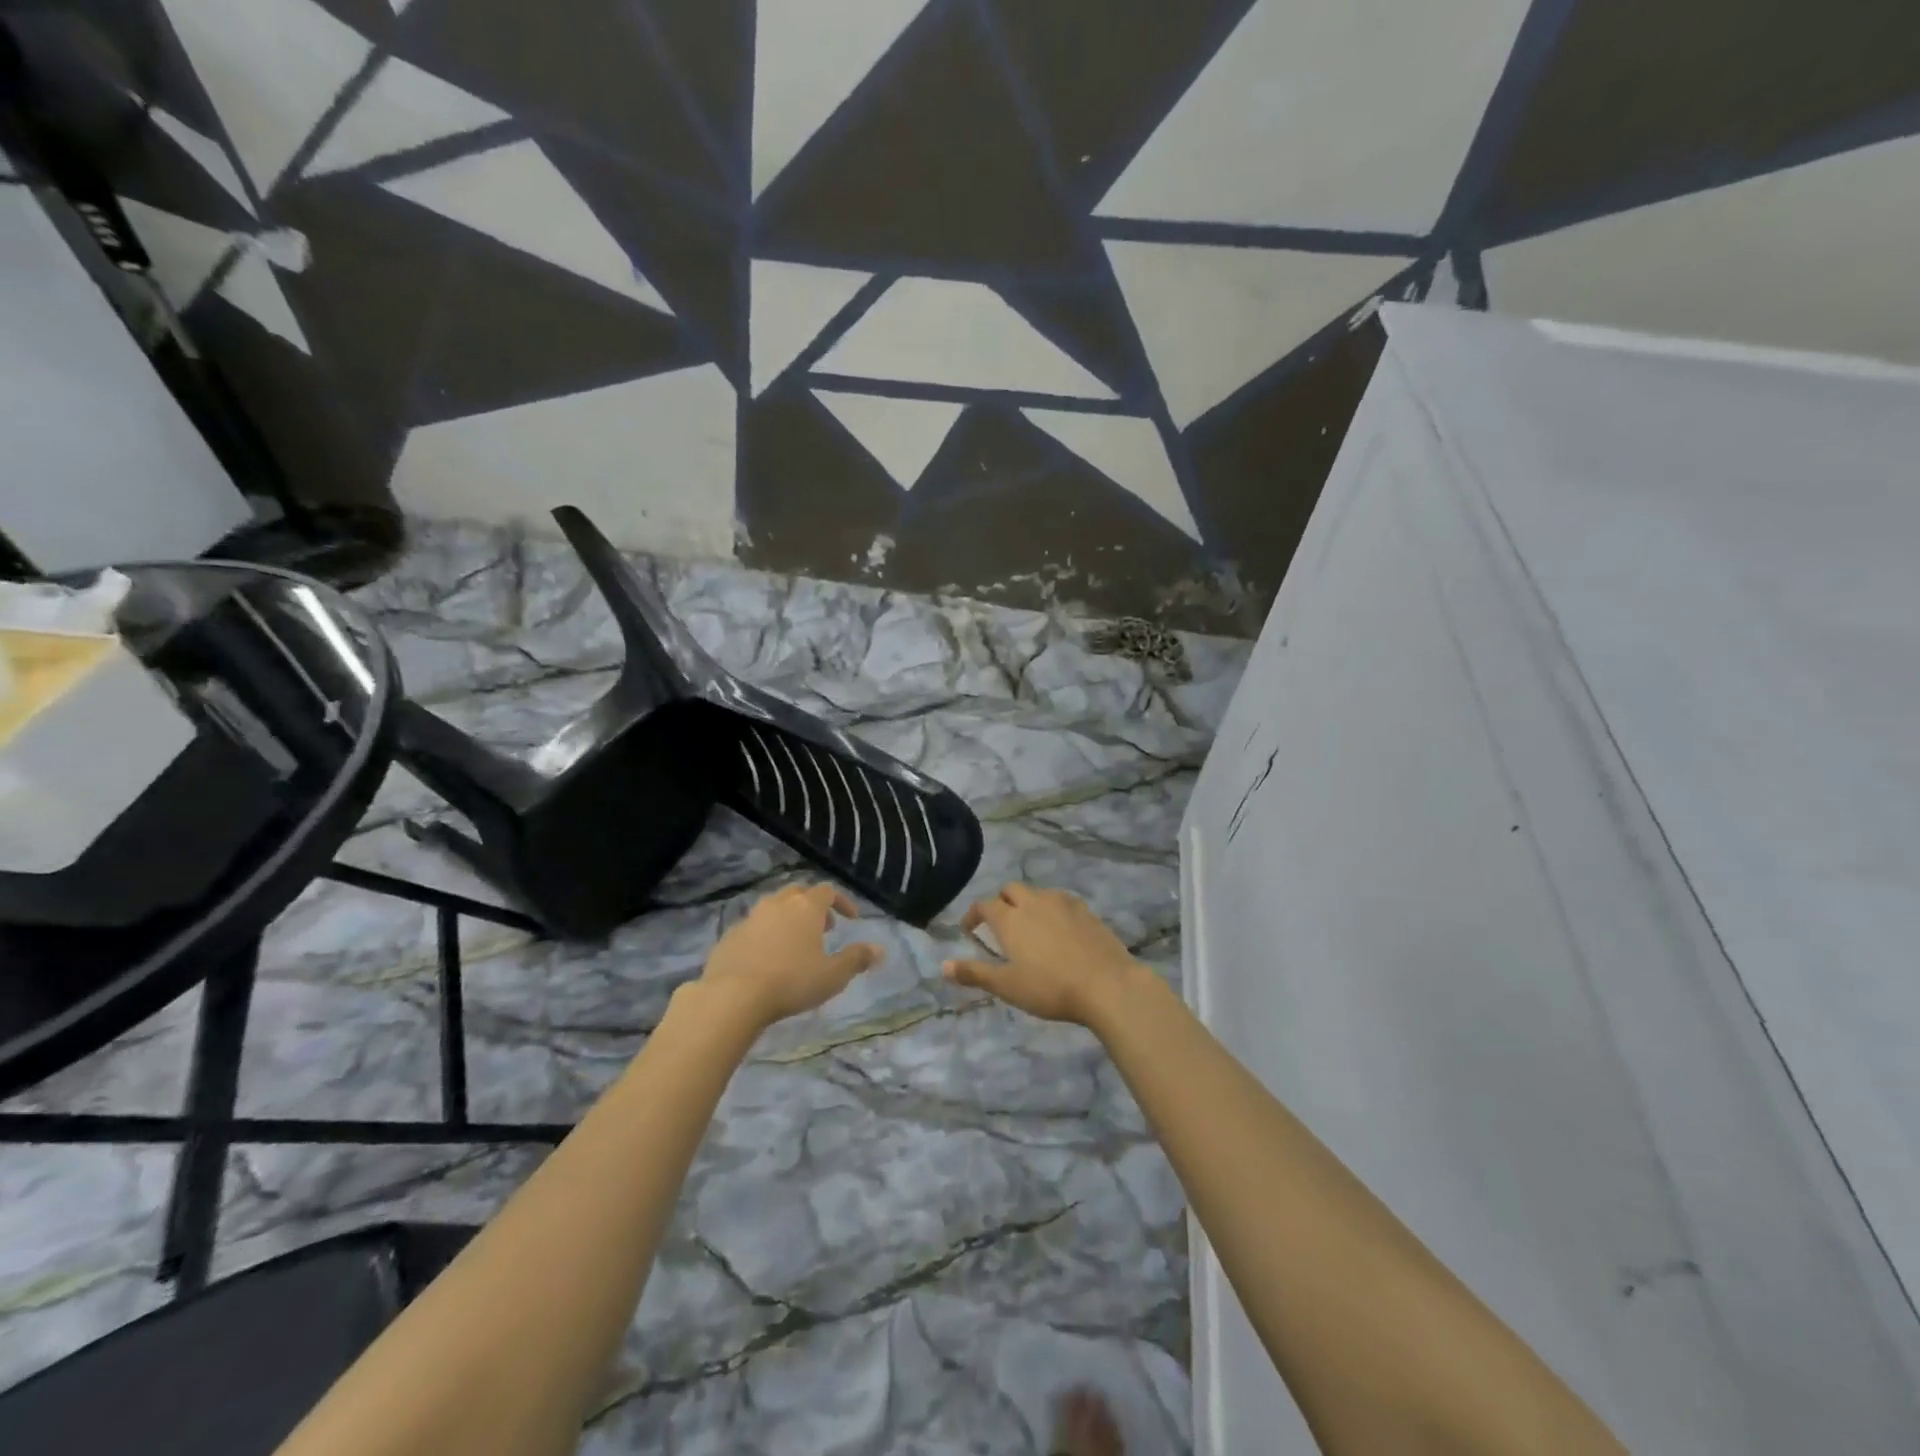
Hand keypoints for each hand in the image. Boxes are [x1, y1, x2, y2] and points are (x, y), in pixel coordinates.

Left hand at [700, 883, 881, 1028]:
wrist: (732, 995)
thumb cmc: (791, 981)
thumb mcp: (833, 975)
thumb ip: (856, 959)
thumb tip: (879, 949)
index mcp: (806, 907)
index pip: (828, 891)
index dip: (842, 902)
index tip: (851, 919)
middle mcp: (777, 904)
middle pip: (798, 893)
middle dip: (813, 906)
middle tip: (823, 928)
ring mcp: (750, 918)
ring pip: (773, 908)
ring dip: (788, 919)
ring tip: (795, 944)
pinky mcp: (729, 936)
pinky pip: (753, 928)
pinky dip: (765, 935)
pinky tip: (766, 959)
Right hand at [943, 884, 1142, 1025]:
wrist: (1107, 984)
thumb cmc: (1050, 988)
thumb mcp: (1007, 986)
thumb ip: (975, 973)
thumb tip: (944, 966)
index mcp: (1011, 918)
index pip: (985, 905)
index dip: (973, 914)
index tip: (969, 929)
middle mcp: (1034, 901)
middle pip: (1011, 889)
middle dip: (1001, 902)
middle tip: (1000, 925)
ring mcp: (1063, 902)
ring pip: (1038, 893)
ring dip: (1028, 903)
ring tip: (1030, 927)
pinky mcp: (1086, 910)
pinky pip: (1061, 901)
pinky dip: (1052, 909)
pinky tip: (1059, 930)